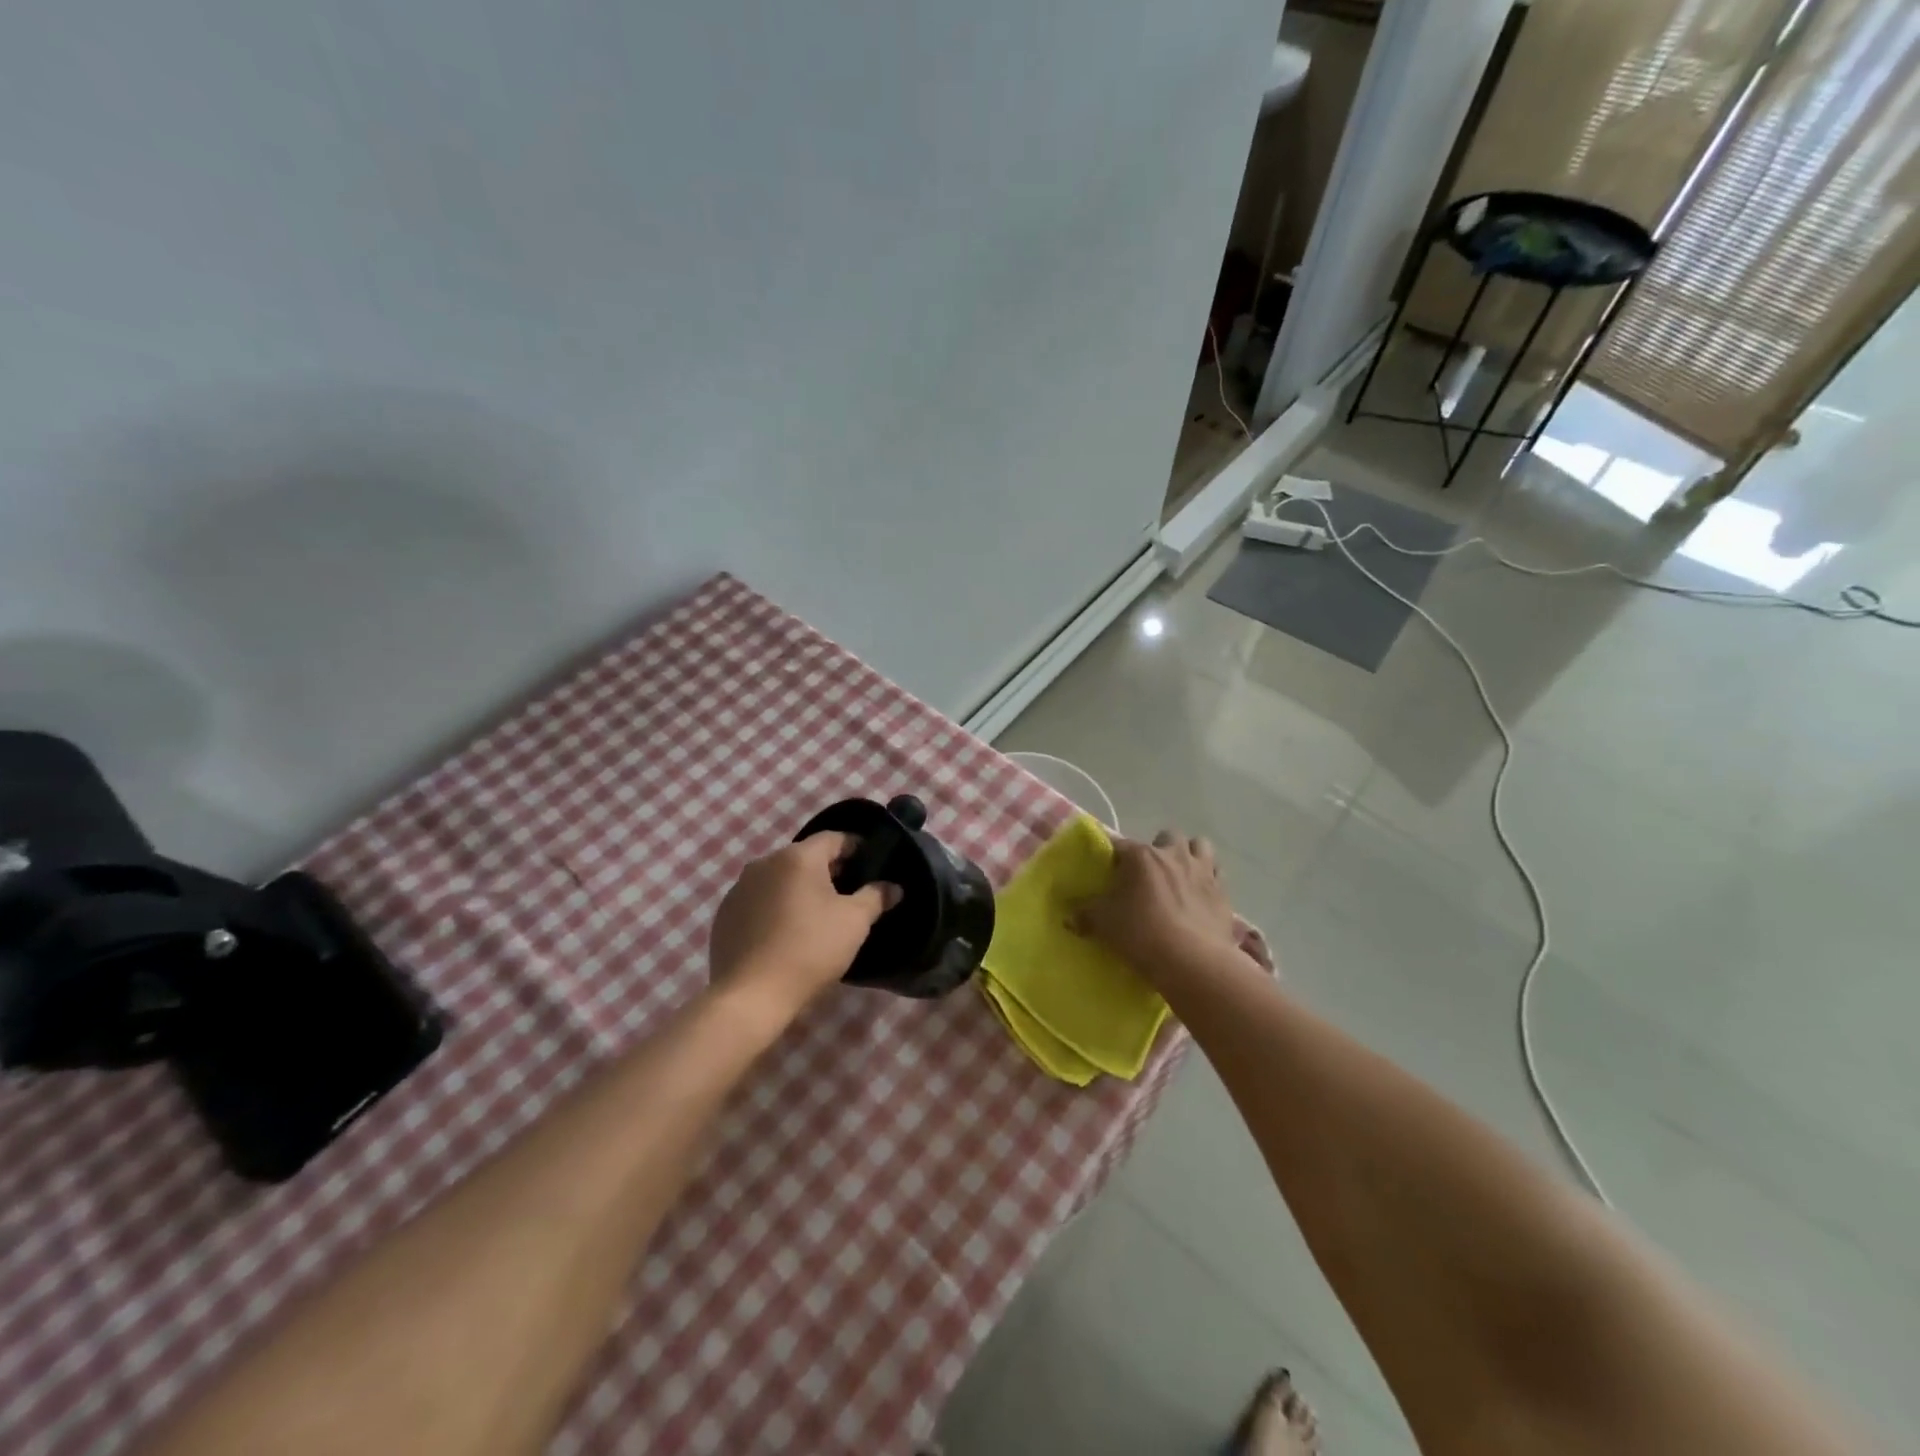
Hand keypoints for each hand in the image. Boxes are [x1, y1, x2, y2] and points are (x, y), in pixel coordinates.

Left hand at [707, 833, 899, 1020]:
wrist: (751, 995)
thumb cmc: (810, 949)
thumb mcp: (854, 922)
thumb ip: (875, 897)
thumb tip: (893, 887)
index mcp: (798, 857)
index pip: (833, 838)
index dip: (855, 847)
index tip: (870, 862)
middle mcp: (764, 862)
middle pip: (804, 857)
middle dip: (828, 870)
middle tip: (848, 892)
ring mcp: (739, 888)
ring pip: (779, 878)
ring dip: (799, 889)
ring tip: (817, 914)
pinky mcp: (725, 914)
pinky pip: (758, 900)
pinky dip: (775, 907)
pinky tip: (785, 932)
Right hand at [1073, 830, 1242, 988]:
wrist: (1192, 960)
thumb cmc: (1142, 933)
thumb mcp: (1104, 924)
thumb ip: (1085, 915)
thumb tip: (1069, 916)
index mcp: (1141, 856)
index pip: (1120, 845)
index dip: (1114, 858)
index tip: (1110, 873)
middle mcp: (1173, 854)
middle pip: (1166, 836)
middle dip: (1159, 848)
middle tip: (1149, 874)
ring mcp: (1203, 870)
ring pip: (1199, 846)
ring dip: (1189, 855)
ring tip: (1180, 876)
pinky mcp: (1223, 891)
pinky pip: (1217, 873)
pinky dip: (1209, 879)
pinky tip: (1201, 895)